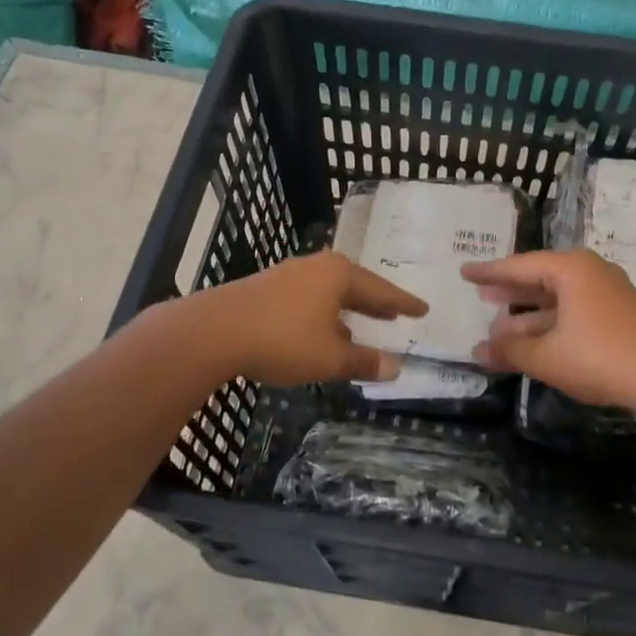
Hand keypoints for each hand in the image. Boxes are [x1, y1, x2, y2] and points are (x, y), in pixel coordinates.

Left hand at [188, 252, 427, 386]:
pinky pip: (306, 300)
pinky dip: (322, 315)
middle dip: (374, 302)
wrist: (213, 332)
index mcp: (338, 275)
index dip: (403, 303)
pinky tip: (319, 333)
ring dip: (346, 311)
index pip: (381, 290)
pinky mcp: (264, 289)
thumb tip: (395, 368)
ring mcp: (287, 276)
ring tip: (359, 327)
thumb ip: (363, 362)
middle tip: (395, 313)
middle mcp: (315, 267)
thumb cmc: (282, 340)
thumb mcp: (330, 358)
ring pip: (327, 293)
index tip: (422, 308)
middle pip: (354, 285)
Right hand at [461, 249, 635, 410]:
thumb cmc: (600, 357)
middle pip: (540, 278)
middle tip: (481, 295)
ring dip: (528, 316)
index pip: (519, 266)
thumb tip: (478, 350)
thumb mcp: (547, 356)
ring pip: (557, 300)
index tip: (464, 272)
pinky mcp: (618, 318)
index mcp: (570, 270)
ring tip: (498, 327)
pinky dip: (550, 325)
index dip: (489, 272)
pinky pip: (573, 313)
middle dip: (510, 291)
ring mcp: (607, 295)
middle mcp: (590, 273)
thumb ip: (510, 351)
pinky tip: (534, 342)